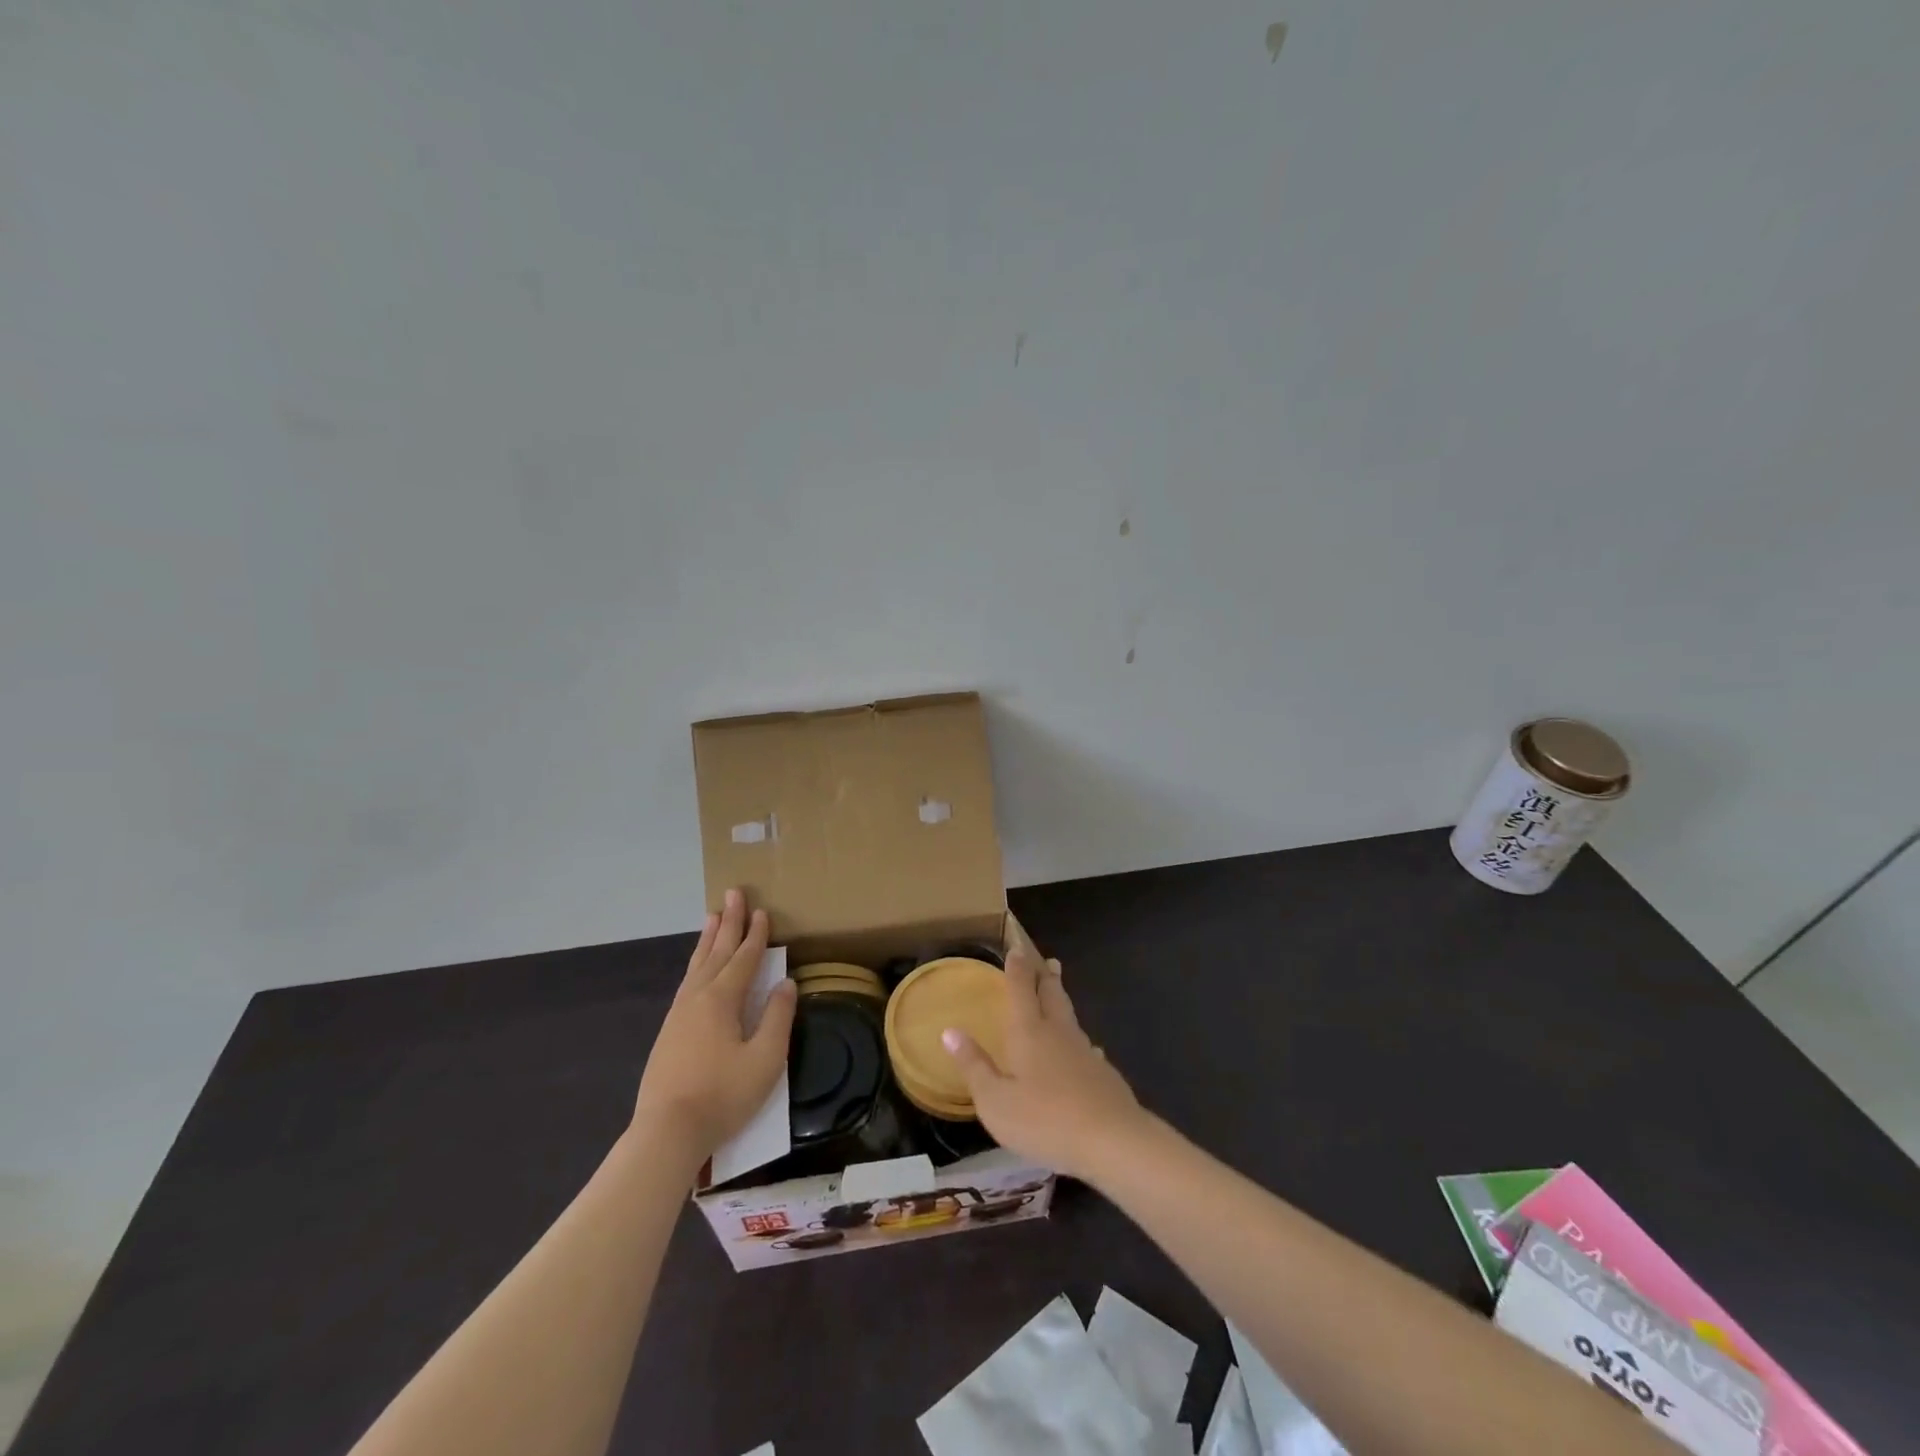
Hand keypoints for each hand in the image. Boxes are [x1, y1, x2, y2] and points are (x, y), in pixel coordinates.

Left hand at [632, 889, 796, 1161]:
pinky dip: (696, 964)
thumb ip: (778, 1018)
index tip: (763, 910)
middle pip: (716, 952)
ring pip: (697, 965)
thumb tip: (785, 984)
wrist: (666, 1133)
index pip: (744, 958)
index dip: (756, 935)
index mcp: (722, 1000)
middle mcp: (697, 998)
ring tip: (713, 917)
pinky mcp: (668, 1033)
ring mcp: (678, 1015)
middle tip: (733, 893)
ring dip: (708, 939)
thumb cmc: (723, 1095)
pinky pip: (687, 982)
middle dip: (728, 923)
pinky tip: (697, 969)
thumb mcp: (765, 1059)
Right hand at [941, 946, 1147, 1182]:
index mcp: (1028, 1032)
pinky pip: (1086, 1046)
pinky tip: (1086, 1049)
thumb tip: (949, 1031)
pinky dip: (1080, 1040)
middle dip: (1046, 976)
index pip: (1021, 989)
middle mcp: (1057, 1032)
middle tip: (1048, 961)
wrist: (1110, 1139)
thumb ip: (973, 1065)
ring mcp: (1084, 1051)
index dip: (1017, 968)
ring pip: (1070, 1016)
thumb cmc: (1044, 1119)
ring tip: (1059, 994)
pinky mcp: (1103, 1073)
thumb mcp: (995, 1100)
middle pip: (1052, 995)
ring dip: (1062, 1001)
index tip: (1017, 947)